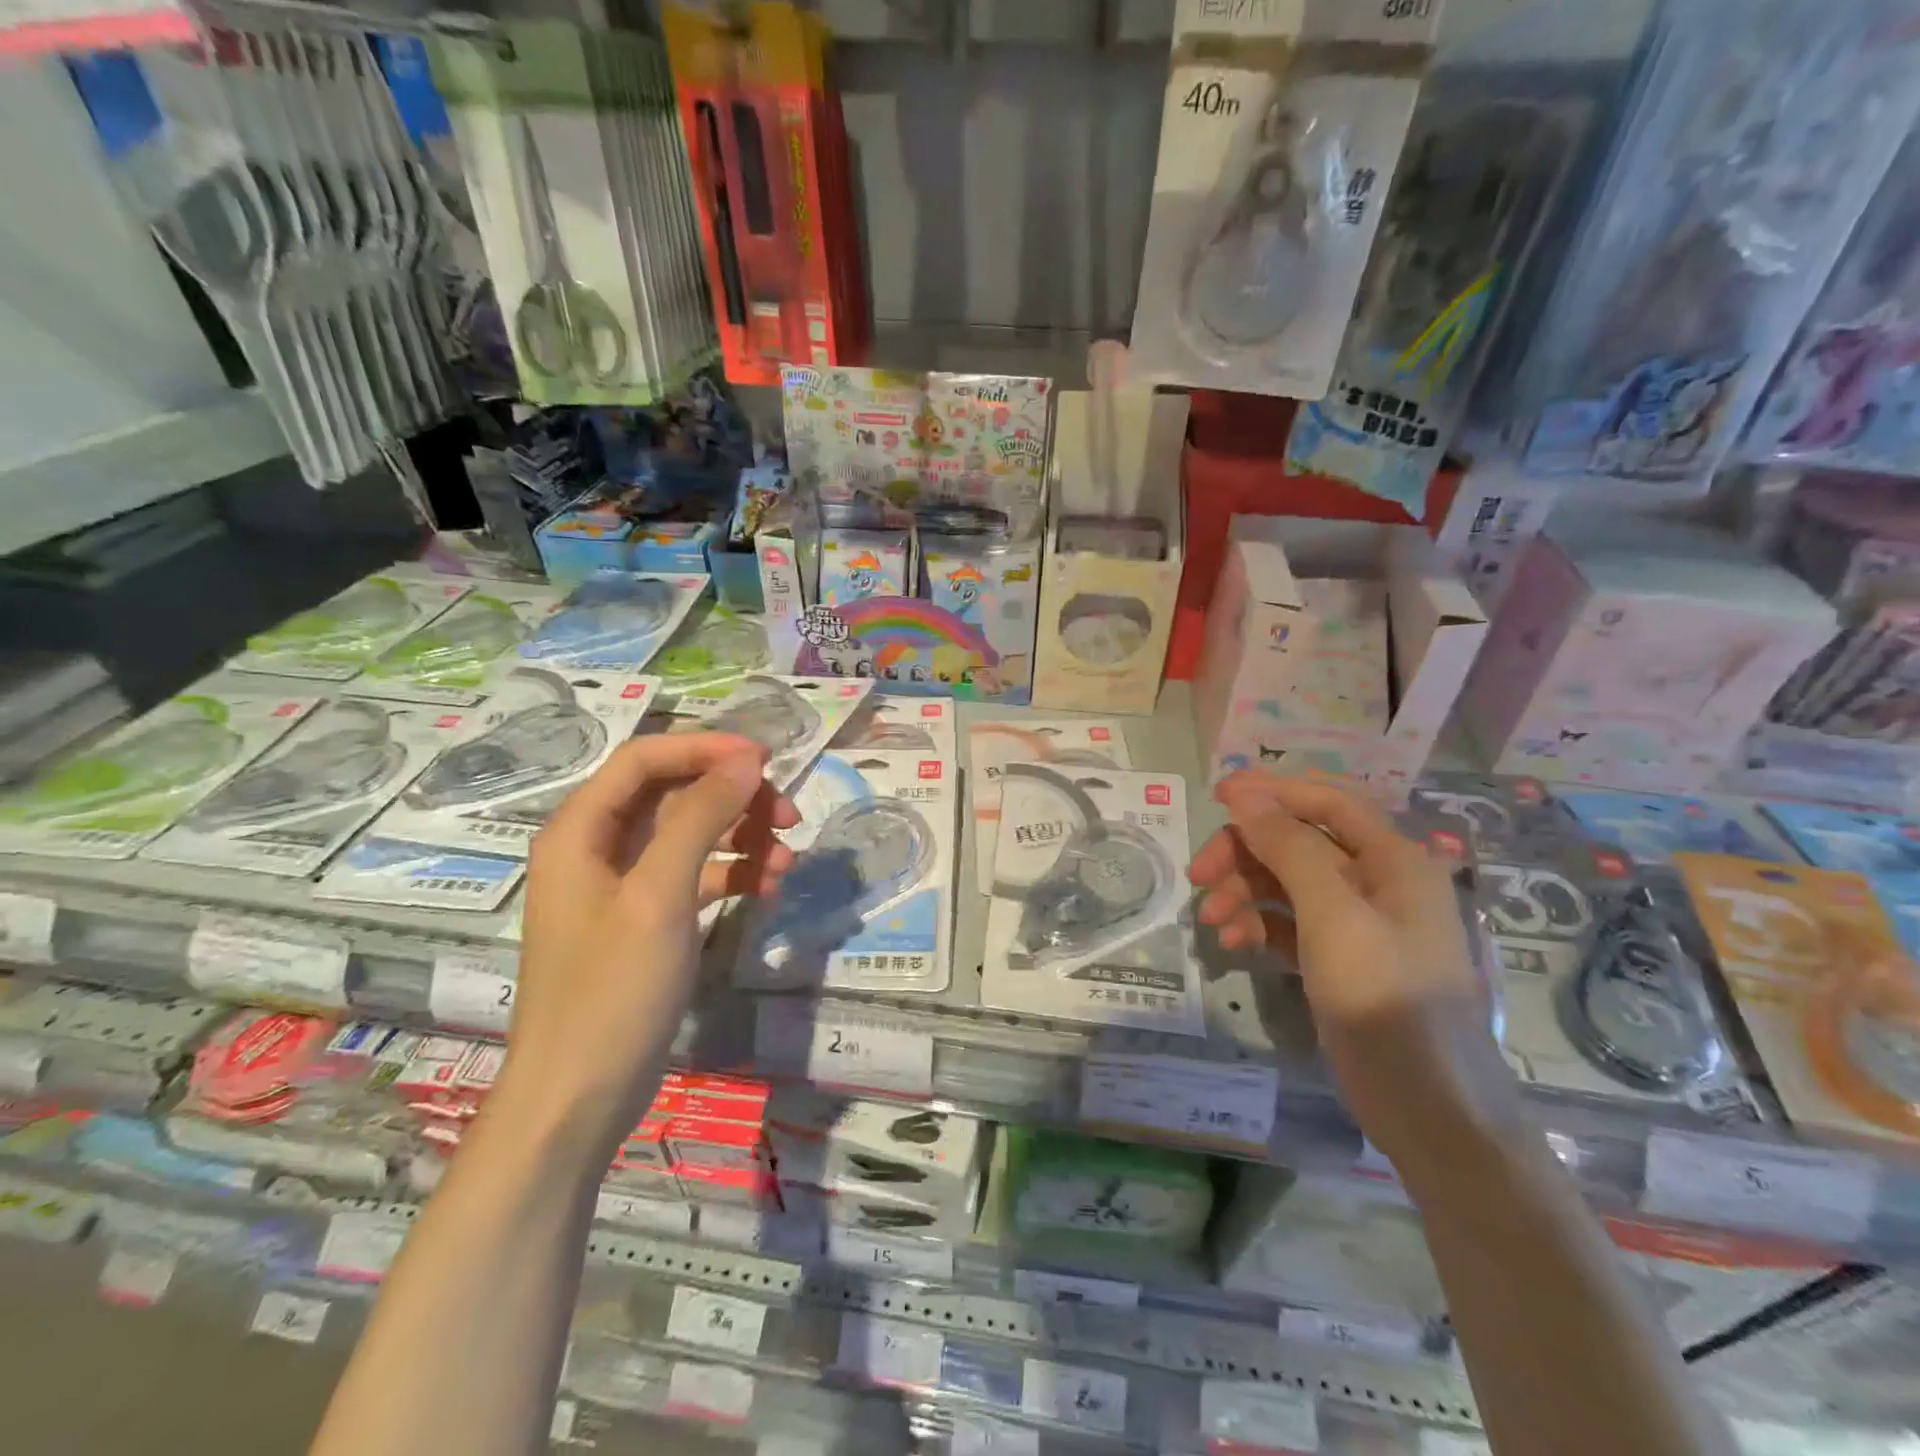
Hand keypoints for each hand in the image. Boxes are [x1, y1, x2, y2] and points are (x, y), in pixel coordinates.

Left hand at [501, 734, 798, 1156]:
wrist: (579, 1099)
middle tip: (788, 815)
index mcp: (580, 830)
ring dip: (740, 837)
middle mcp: (596, 847)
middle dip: (733, 797)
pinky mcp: (645, 920)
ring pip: (689, 834)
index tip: (766, 759)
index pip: (645, 758)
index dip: (705, 747)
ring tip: (788, 859)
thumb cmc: (612, 991)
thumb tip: (746, 761)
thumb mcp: (660, 895)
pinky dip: (731, 874)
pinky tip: (767, 888)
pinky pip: (694, 875)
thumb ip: (701, 817)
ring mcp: (621, 886)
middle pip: (672, 793)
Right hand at [1189, 772, 1516, 1168]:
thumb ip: (1289, 848)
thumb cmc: (1385, 998)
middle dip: (1245, 853)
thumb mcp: (1333, 915)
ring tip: (1212, 923)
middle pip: (1298, 843)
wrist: (1428, 1108)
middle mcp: (1376, 882)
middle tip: (1198, 875)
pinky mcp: (1338, 959)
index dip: (1271, 792)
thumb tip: (1246, 795)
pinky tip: (1234, 944)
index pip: (1326, 802)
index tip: (1216, 794)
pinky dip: (1258, 925)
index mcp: (1392, 860)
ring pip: (1287, 884)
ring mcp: (1357, 923)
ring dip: (1244, 893)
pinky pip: (1288, 923)